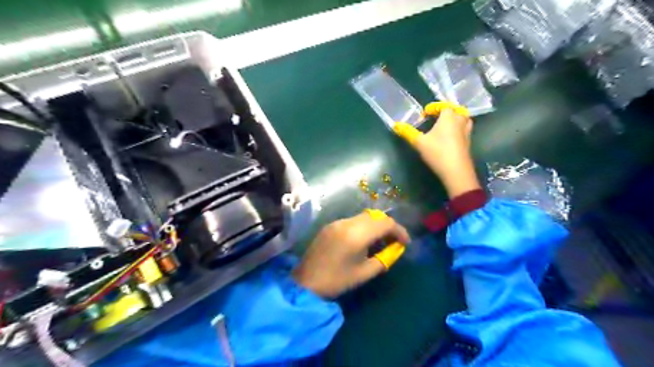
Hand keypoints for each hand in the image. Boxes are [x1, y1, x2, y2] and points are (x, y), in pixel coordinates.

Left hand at [295, 212, 409, 298]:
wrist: (305, 282)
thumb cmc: (336, 280)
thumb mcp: (364, 273)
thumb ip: (383, 259)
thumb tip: (395, 249)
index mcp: (356, 235)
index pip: (385, 223)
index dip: (399, 231)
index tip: (405, 243)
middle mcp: (347, 223)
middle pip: (375, 216)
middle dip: (388, 226)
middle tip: (394, 242)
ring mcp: (337, 222)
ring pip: (364, 217)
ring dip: (375, 226)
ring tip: (380, 242)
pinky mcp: (330, 225)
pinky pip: (352, 221)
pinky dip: (363, 227)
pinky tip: (363, 241)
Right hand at [413, 106, 477, 197]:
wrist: (456, 171)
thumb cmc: (437, 152)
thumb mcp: (419, 142)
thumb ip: (408, 132)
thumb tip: (396, 125)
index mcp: (448, 117)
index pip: (443, 106)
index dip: (433, 108)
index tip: (425, 114)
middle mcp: (460, 121)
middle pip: (457, 110)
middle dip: (447, 112)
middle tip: (437, 118)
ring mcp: (466, 132)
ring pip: (464, 120)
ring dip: (456, 119)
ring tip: (446, 125)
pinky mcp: (468, 143)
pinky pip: (465, 130)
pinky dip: (459, 130)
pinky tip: (450, 138)